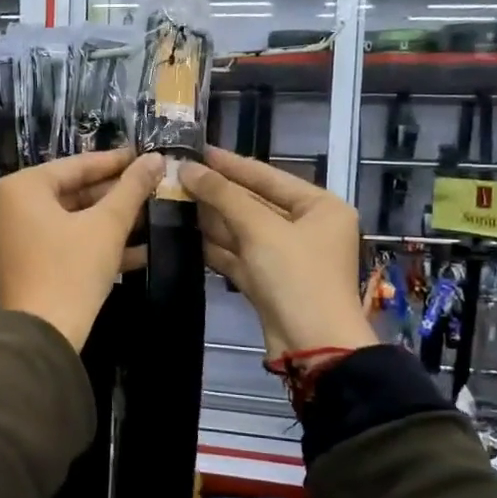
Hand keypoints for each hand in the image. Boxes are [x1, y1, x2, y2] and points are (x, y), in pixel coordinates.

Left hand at [0, 148, 163, 350]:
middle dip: (114, 194)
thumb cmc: (71, 269)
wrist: (42, 335)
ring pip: (69, 219)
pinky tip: (138, 249)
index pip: (76, 165)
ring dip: (109, 220)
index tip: (145, 157)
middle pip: (71, 192)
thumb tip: (156, 158)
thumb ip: (132, 188)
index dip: (115, 162)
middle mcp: (9, 207)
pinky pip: (62, 242)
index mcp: (21, 188)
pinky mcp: (24, 264)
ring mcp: (14, 238)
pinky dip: (93, 243)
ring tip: (150, 214)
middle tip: (151, 187)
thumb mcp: (107, 225)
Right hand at [178, 147, 372, 357]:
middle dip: (218, 192)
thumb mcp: (260, 229)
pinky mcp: (270, 282)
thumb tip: (188, 168)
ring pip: (245, 230)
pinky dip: (218, 247)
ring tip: (175, 200)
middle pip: (256, 203)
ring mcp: (288, 258)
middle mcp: (308, 228)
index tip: (198, 151)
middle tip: (179, 176)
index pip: (269, 176)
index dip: (231, 164)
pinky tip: (188, 236)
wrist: (312, 346)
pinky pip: (240, 256)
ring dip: (213, 219)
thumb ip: (223, 195)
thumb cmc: (295, 276)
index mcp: (320, 207)